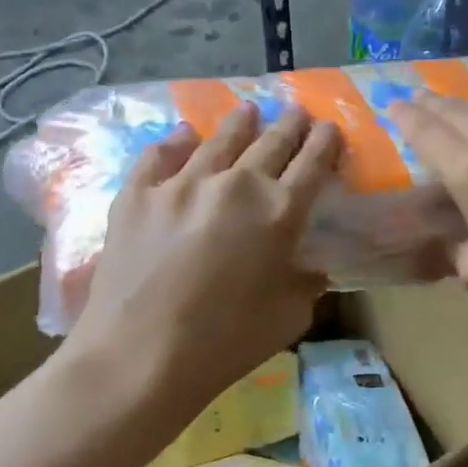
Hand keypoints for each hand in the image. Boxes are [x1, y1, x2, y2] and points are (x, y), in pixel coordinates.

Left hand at [63, 103, 340, 415]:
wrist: (141, 355)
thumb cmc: (227, 343)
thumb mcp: (290, 317)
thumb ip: (306, 282)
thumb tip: (308, 266)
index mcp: (280, 213)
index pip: (312, 164)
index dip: (325, 143)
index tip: (330, 128)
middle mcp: (236, 185)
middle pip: (271, 142)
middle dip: (290, 125)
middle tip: (297, 113)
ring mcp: (182, 184)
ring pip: (219, 139)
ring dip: (240, 123)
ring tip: (248, 111)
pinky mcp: (138, 194)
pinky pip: (161, 155)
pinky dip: (176, 141)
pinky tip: (184, 134)